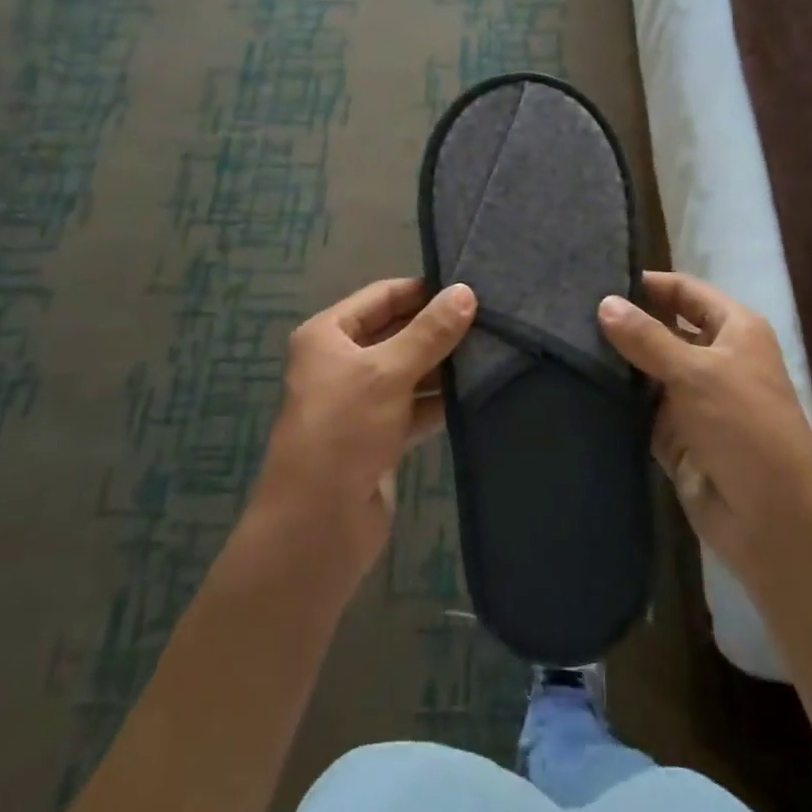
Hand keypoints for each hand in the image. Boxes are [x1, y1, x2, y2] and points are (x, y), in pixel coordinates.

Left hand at [252, 278, 475, 580]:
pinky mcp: (379, 435)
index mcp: (328, 335)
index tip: (470, 288)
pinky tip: (477, 391)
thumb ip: (430, 332)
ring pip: (409, 370)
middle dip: (439, 329)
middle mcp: (341, 362)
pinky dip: (440, 399)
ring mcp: (361, 401)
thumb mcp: (387, 372)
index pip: (383, 296)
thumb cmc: (344, 430)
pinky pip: (414, 405)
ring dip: (444, 365)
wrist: (318, 524)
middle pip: (397, 332)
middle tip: (491, 319)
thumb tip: (466, 292)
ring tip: (493, 350)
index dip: (423, 291)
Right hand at [598, 272, 811, 591]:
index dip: (646, 283)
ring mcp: (693, 398)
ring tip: (563, 342)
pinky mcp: (675, 435)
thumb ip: (647, 337)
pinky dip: (617, 399)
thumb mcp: (696, 373)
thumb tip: (604, 302)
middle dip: (625, 322)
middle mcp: (714, 357)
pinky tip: (578, 384)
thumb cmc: (745, 429)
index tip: (595, 280)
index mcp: (734, 330)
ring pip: (647, 368)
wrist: (773, 521)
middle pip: (662, 327)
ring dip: (616, 361)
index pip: (684, 290)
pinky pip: (640, 407)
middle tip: (568, 312)